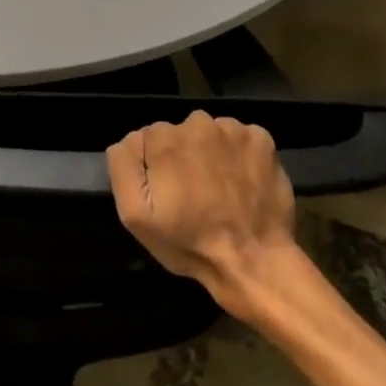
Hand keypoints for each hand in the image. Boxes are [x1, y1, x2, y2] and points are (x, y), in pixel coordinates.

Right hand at [107, 110, 296, 303]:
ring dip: (210, 154)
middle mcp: (197, 123)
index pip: (148, 138)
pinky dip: (239, 155)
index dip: (154, 166)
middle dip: (182, 156)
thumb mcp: (134, 215)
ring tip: (219, 190)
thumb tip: (129, 140)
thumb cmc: (189, 242)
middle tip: (193, 193)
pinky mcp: (262, 140)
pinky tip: (242, 182)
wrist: (254, 263)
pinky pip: (240, 138)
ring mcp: (233, 130)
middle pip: (179, 132)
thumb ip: (122, 166)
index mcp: (164, 138)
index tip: (167, 192)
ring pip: (210, 133)